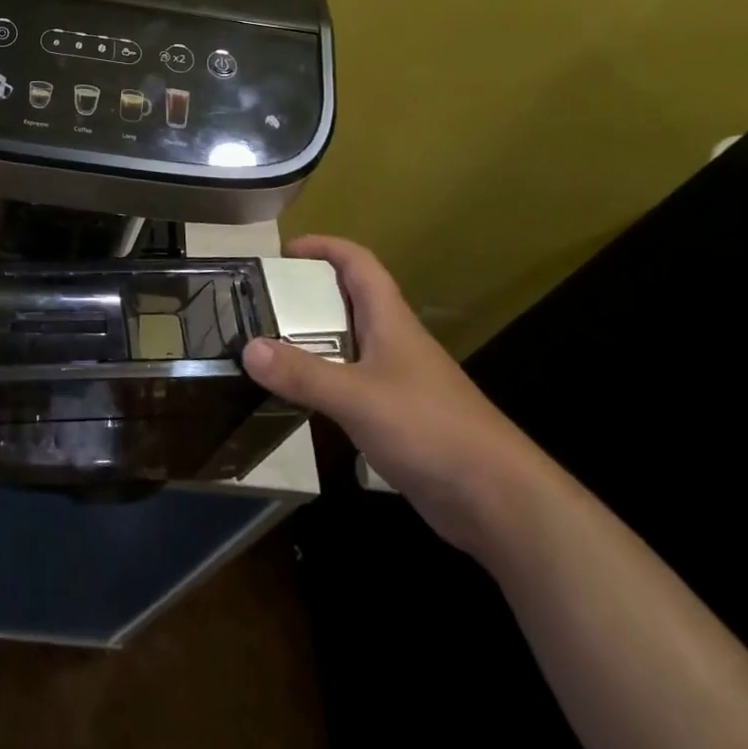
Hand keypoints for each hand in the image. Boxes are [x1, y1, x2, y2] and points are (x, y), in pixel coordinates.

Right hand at [243, 234, 542, 552]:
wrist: (500, 501)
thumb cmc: (431, 429)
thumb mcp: (358, 397)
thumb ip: (303, 374)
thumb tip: (247, 348)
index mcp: (390, 320)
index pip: (358, 263)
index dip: (323, 247)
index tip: (283, 252)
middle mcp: (394, 342)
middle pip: (348, 300)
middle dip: (306, 294)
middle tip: (261, 304)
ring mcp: (399, 381)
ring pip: (349, 344)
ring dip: (311, 339)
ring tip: (269, 347)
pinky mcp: (400, 418)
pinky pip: (353, 383)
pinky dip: (324, 380)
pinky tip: (301, 398)